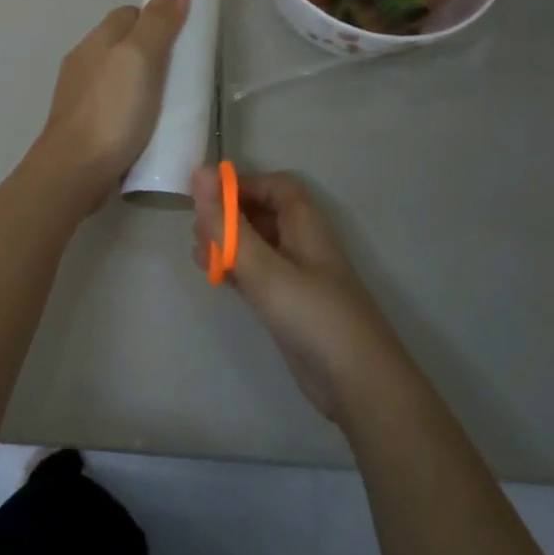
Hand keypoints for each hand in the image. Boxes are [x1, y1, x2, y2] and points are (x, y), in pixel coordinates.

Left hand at [32, 0, 189, 212]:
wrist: (74, 171)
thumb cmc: (111, 111)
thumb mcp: (141, 60)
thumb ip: (157, 22)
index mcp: (96, 41)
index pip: (129, 13)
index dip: (156, 19)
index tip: (182, 37)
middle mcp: (83, 62)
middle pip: (123, 45)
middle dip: (151, 52)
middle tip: (181, 73)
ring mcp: (79, 96)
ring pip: (117, 76)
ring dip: (140, 83)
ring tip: (168, 102)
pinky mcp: (83, 125)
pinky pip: (112, 105)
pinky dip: (130, 108)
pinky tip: (145, 125)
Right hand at [192, 167, 409, 426]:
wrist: (357, 382)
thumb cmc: (311, 314)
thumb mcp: (263, 267)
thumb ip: (227, 224)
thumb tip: (200, 172)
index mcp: (305, 223)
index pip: (274, 186)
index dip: (241, 185)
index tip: (206, 198)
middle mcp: (303, 243)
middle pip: (264, 213)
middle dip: (229, 215)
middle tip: (196, 230)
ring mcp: (298, 275)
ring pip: (258, 245)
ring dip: (228, 243)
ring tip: (198, 254)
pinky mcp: (290, 304)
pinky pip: (259, 274)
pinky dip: (236, 269)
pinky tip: (214, 278)